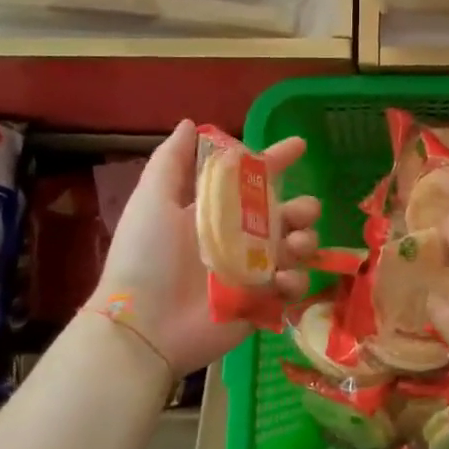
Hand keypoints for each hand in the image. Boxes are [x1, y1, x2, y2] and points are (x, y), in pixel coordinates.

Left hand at [91, 120, 320, 375]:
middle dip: (303, 208)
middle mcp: (239, 238)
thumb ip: (170, 161)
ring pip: (297, 249)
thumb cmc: (145, 257)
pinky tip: (282, 280)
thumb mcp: (152, 200)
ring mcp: (252, 272)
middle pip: (286, 215)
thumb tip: (190, 123)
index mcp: (216, 212)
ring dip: (305, 241)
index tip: (300, 145)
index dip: (277, 160)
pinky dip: (295, 282)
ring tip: (296, 246)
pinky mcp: (260, 304)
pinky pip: (292, 289)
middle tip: (302, 211)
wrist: (143, 325)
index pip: (254, 179)